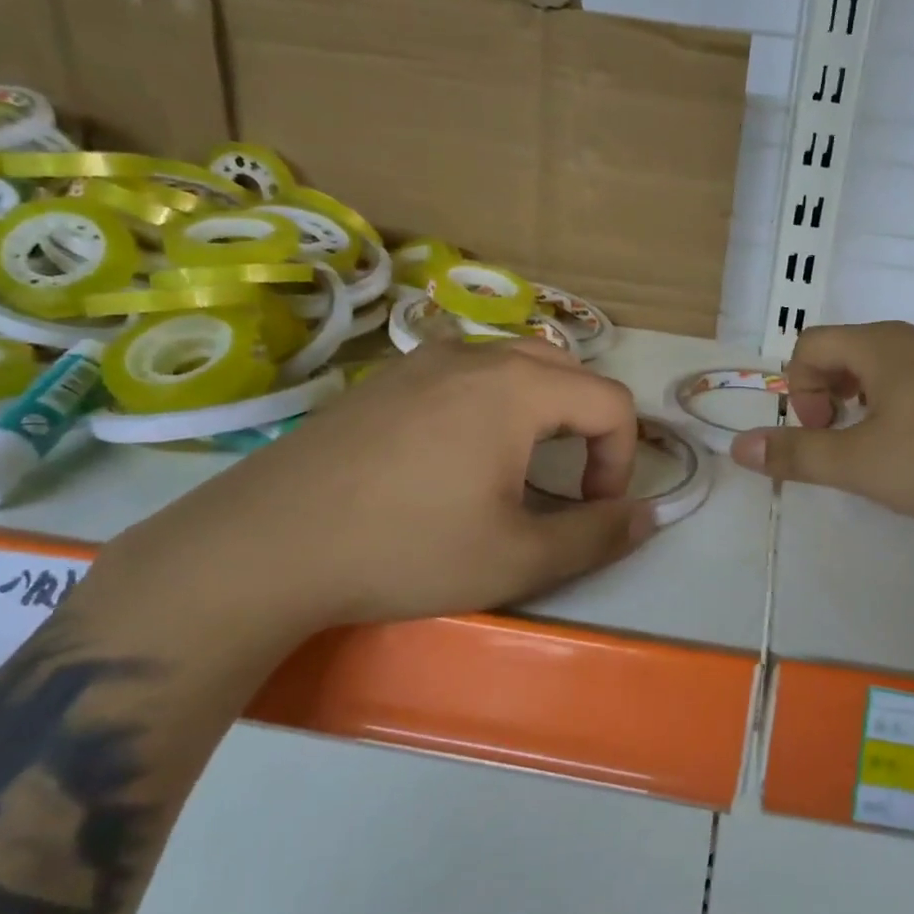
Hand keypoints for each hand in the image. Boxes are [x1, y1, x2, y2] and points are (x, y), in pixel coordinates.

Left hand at [105, 340, 655, 640]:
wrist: (263, 547)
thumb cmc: (405, 550)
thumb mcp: (517, 557)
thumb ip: (597, 534)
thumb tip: (650, 515)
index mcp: (517, 387)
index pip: (610, 401)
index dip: (621, 458)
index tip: (593, 509)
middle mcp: (476, 355)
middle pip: (568, 371)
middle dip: (588, 426)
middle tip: (567, 484)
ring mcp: (422, 359)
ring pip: (515, 362)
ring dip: (542, 408)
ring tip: (519, 465)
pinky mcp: (384, 378)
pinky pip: (465, 370)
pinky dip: (492, 400)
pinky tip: (457, 451)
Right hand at [729, 321, 913, 529]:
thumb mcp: (862, 464)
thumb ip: (798, 454)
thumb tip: (739, 446)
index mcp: (883, 345)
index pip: (811, 344)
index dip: (798, 390)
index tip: (821, 434)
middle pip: (850, 352)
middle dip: (832, 397)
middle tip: (847, 443)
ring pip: (893, 367)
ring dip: (871, 403)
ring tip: (888, 450)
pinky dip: (911, 406)